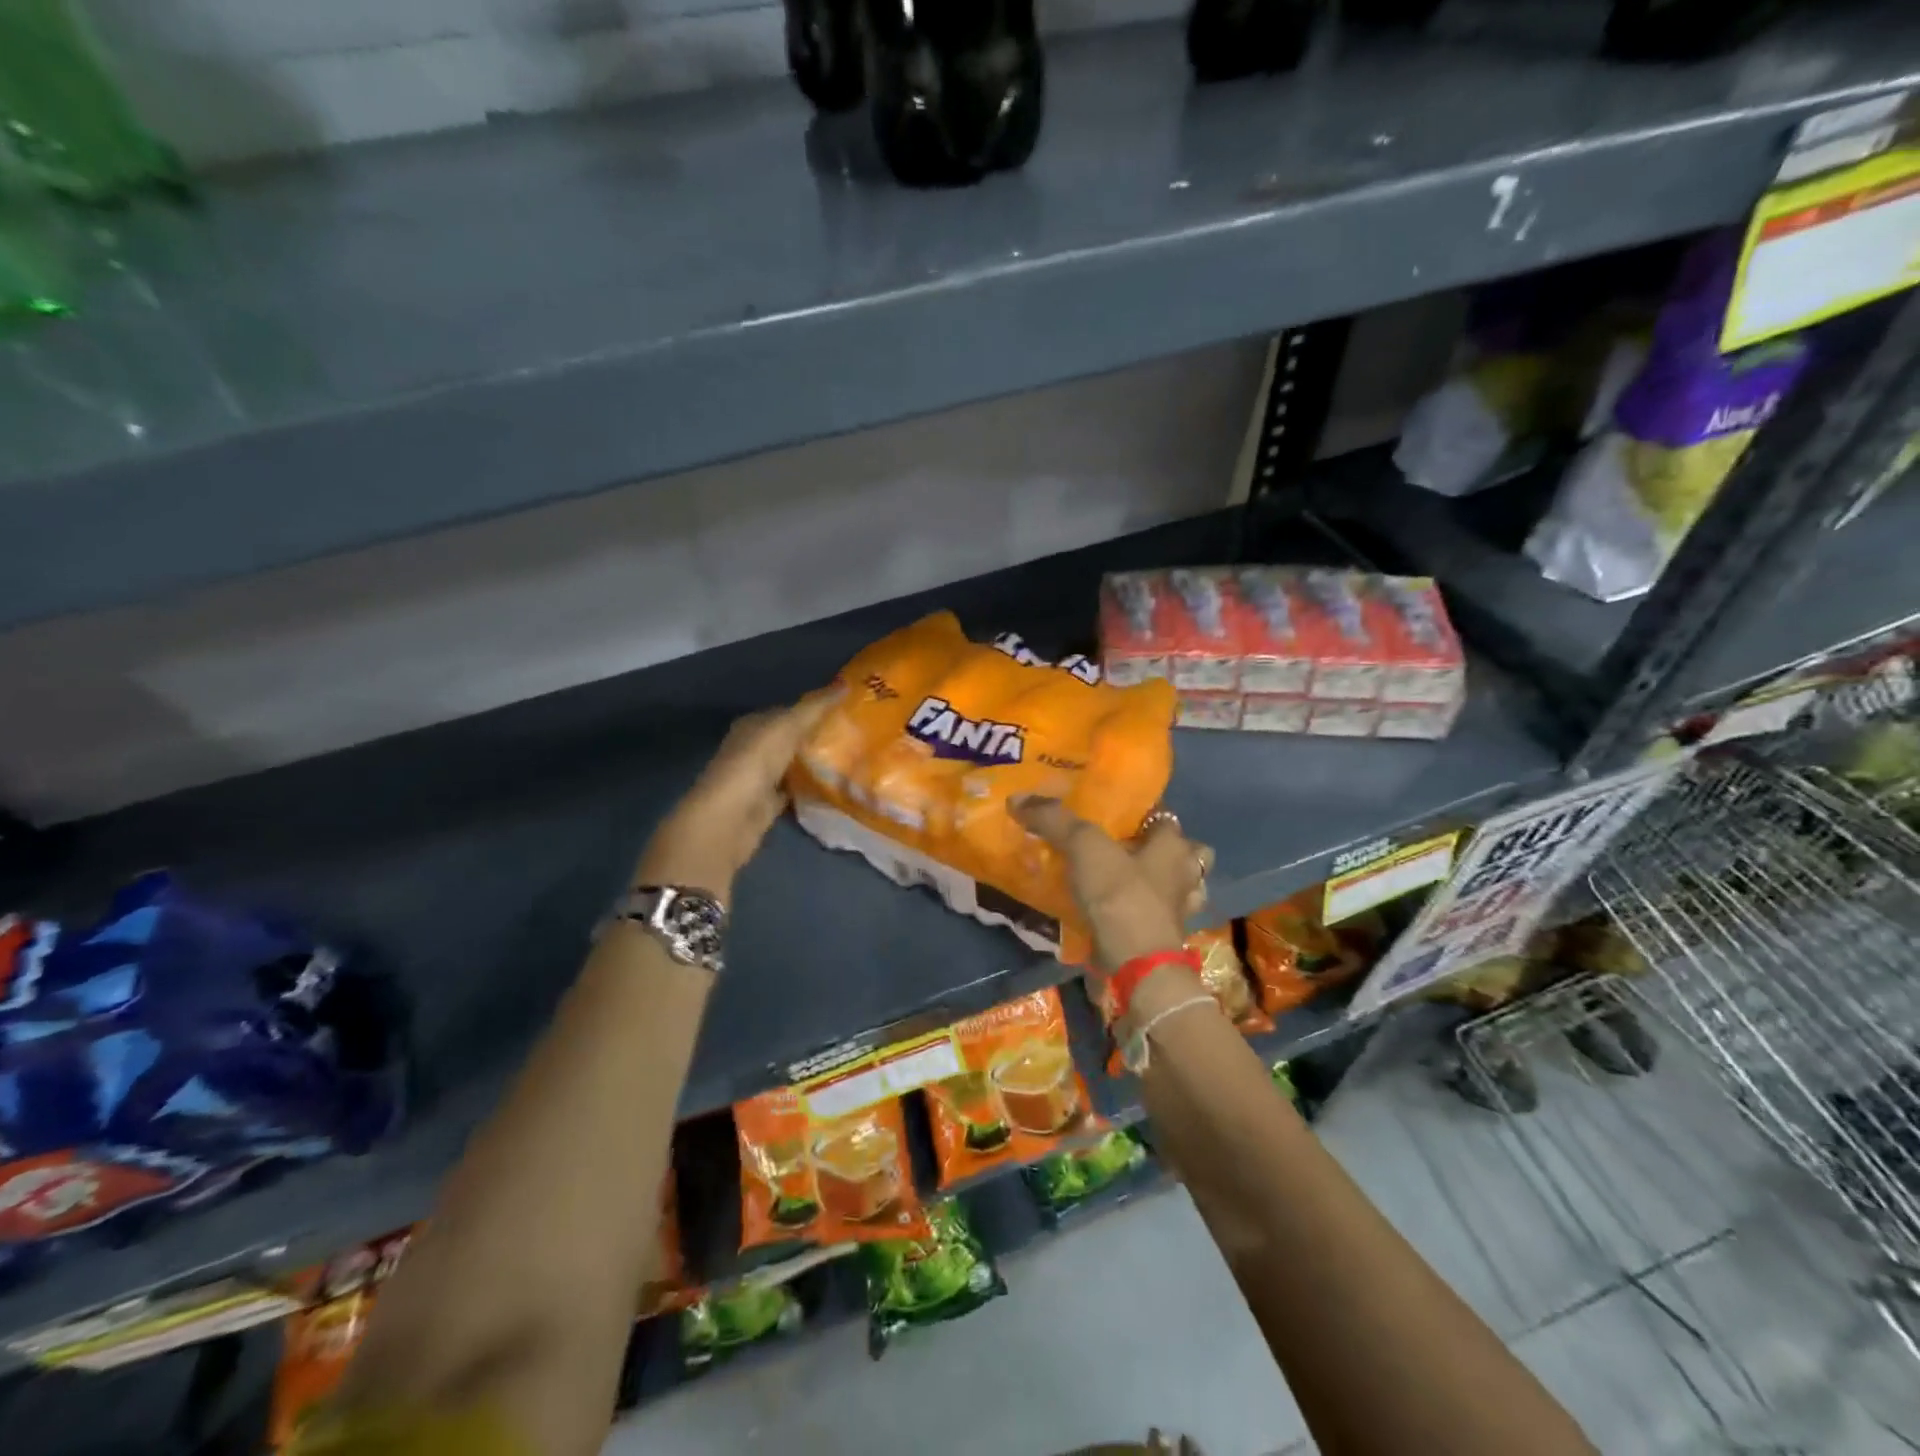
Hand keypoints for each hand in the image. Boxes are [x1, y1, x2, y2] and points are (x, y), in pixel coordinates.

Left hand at [636, 691, 840, 902]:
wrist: (728, 819)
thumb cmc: (753, 764)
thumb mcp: (786, 727)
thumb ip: (815, 708)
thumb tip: (846, 686)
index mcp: (753, 725)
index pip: (788, 711)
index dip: (815, 709)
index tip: (847, 710)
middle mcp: (754, 749)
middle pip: (792, 739)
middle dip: (819, 736)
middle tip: (856, 734)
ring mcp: (760, 779)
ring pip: (794, 765)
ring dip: (817, 763)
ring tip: (854, 758)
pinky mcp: (768, 805)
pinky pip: (795, 791)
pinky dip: (812, 789)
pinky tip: (836, 786)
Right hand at [1010, 798, 1214, 973]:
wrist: (1136, 966)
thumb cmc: (1120, 895)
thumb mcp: (1083, 846)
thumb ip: (1054, 819)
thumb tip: (1018, 799)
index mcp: (1174, 846)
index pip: (1166, 818)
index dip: (1145, 814)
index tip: (1117, 814)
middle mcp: (1186, 876)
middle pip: (1184, 855)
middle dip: (1162, 851)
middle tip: (1126, 849)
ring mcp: (1180, 912)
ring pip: (1176, 889)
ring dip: (1158, 884)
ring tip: (1124, 881)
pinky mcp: (1167, 941)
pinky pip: (1158, 919)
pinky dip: (1143, 915)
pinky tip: (1120, 913)